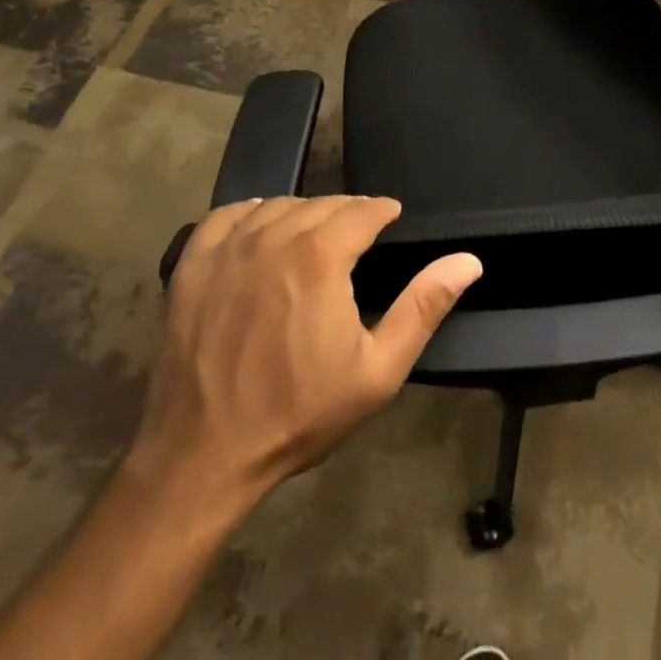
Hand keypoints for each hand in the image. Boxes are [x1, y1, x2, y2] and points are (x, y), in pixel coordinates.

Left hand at [127, 196, 481, 499]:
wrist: (203, 457)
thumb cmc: (298, 413)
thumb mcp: (377, 371)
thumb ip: (423, 307)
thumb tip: (468, 261)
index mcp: (321, 256)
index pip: (362, 210)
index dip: (382, 211)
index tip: (391, 217)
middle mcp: (274, 237)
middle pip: (321, 203)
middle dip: (347, 211)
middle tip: (359, 230)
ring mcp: (229, 249)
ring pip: (277, 205)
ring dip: (303, 211)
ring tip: (315, 230)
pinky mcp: (193, 266)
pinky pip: (225, 216)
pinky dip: (249, 212)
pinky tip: (259, 225)